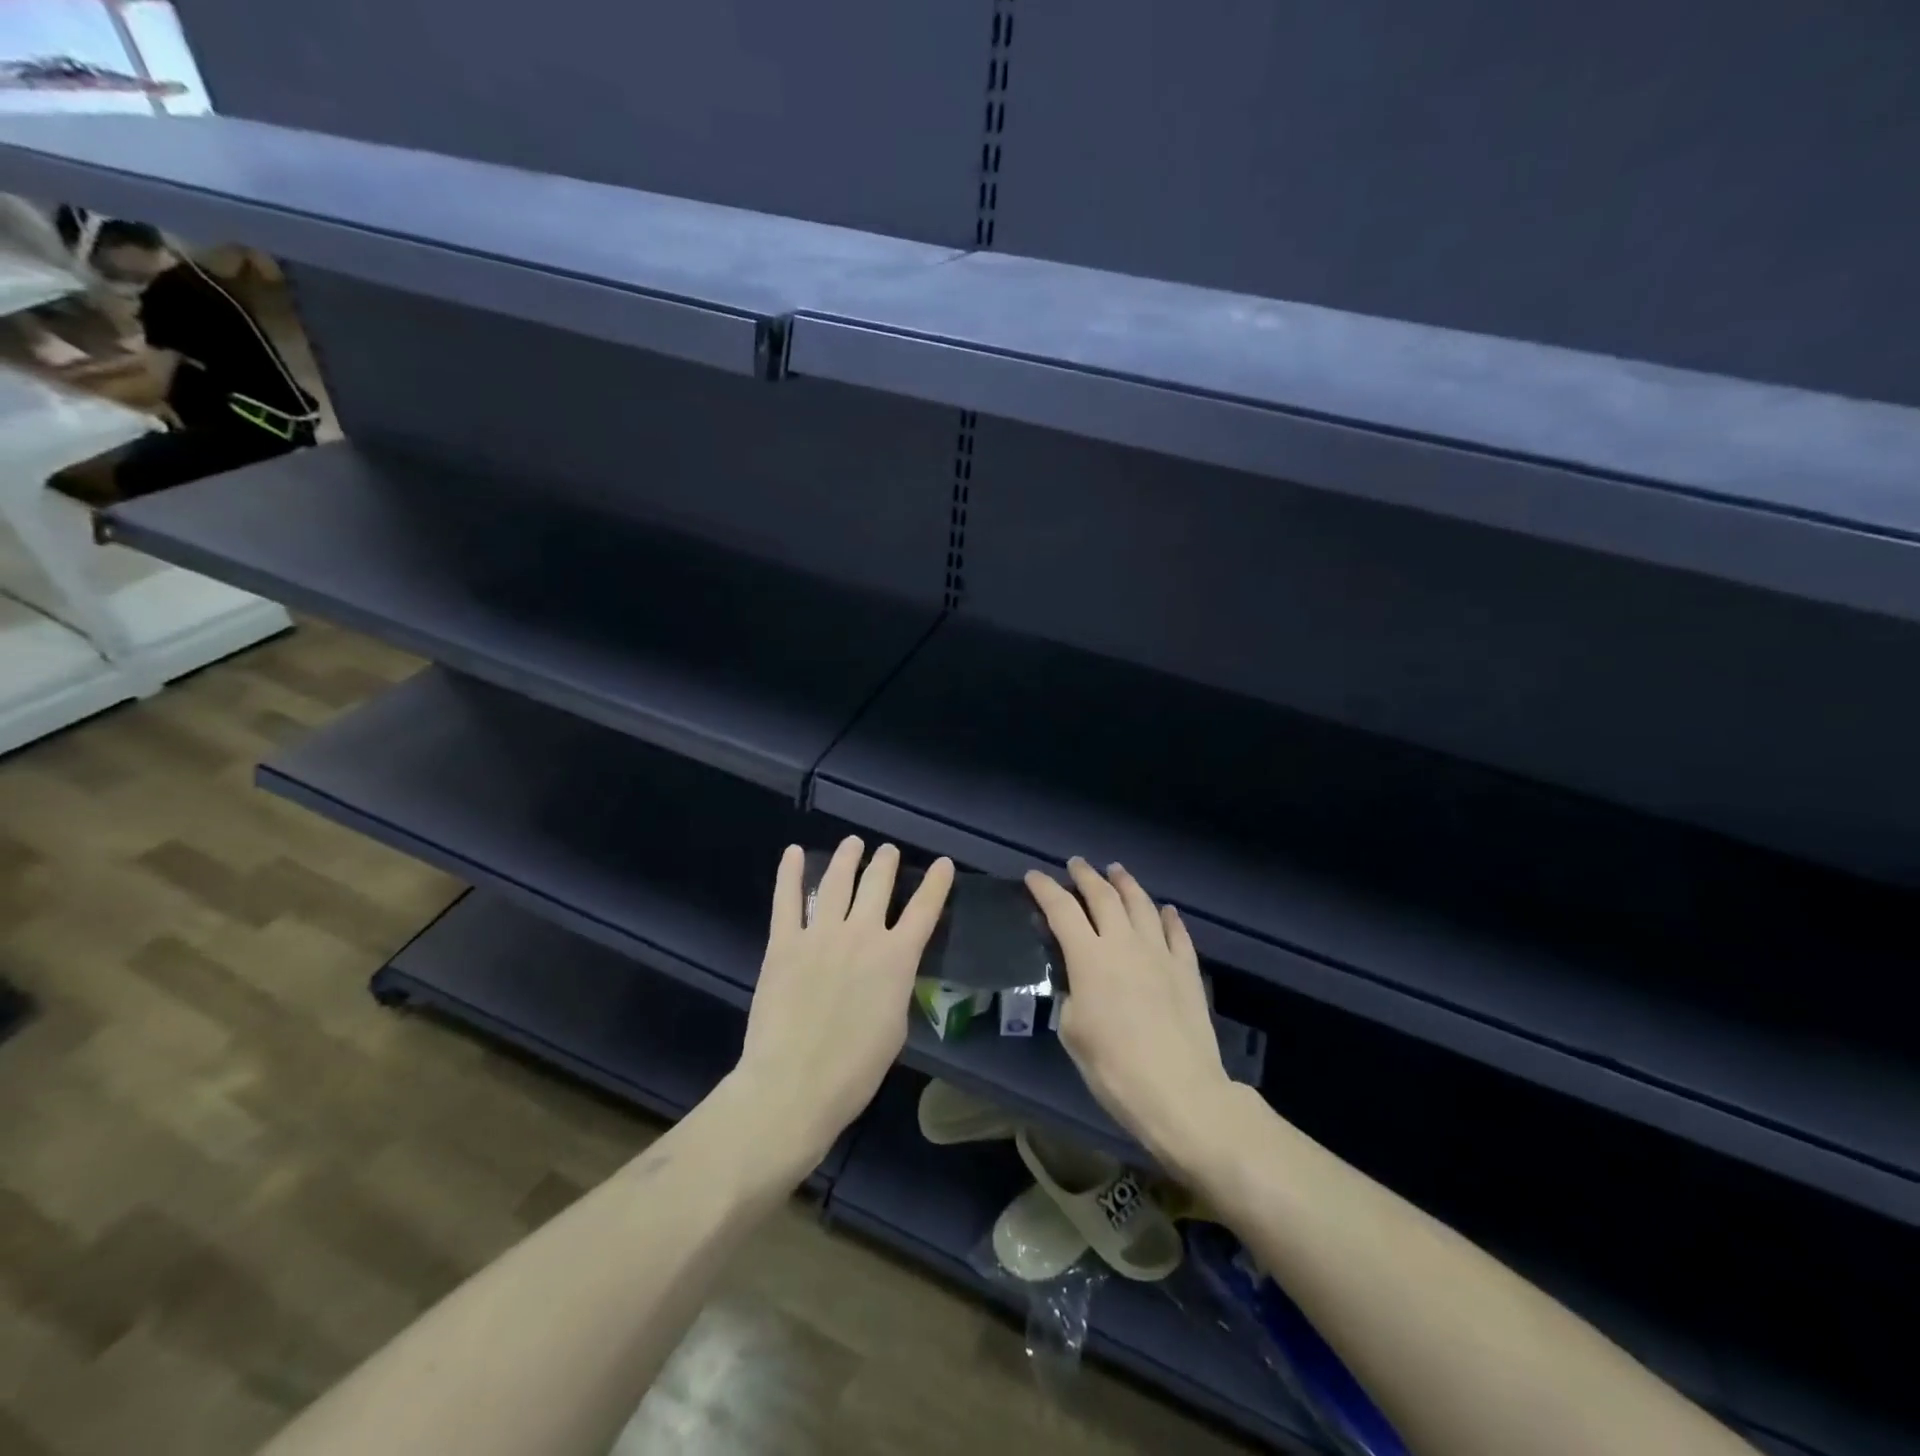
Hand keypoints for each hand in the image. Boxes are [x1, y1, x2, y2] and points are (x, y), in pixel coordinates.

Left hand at [738, 836, 953, 1164]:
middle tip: (887, 851)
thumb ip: (895, 986)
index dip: (936, 883)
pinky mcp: (784, 943)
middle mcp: (862, 935)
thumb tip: (888, 970)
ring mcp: (820, 934)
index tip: (942, 863)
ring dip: (847, 858)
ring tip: (852, 844)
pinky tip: (793, 852)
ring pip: (836, 882)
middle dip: (886, 862)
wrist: (795, 1084)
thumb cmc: (855, 1069)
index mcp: (897, 958)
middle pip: (878, 884)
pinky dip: (789, 873)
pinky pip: (787, 900)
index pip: (925, 909)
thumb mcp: (895, 1026)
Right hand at [1026, 859, 1236, 1173]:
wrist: (1180, 1091)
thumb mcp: (1073, 1031)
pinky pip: (1177, 932)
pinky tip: (1165, 910)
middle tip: (1076, 864)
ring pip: (1141, 904)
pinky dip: (1168, 916)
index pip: (1061, 910)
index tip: (1033, 876)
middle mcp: (1124, 943)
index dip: (1045, 889)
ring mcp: (1160, 953)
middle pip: (1103, 896)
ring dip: (1126, 884)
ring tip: (1116, 871)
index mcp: (1089, 957)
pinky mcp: (1187, 969)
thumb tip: (1079, 980)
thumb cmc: (1114, 1068)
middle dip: (1086, 876)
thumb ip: (1072, 994)